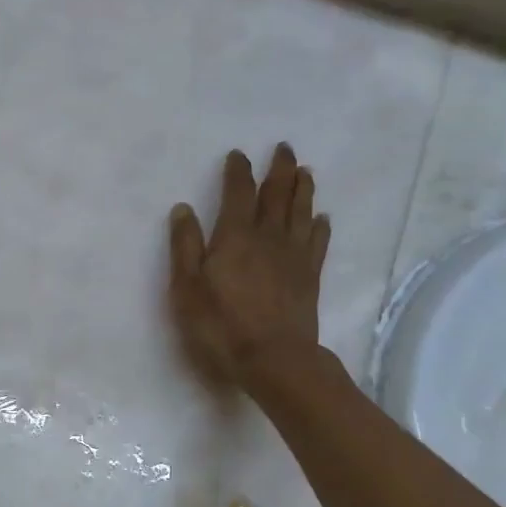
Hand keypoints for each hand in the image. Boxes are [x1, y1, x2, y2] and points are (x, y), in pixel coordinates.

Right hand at [169, 145, 329, 389]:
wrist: (273, 358)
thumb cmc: (221, 324)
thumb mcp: (187, 287)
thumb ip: (185, 246)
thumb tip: (183, 208)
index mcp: (235, 236)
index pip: (238, 193)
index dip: (238, 172)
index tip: (238, 154)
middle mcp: (268, 237)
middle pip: (277, 195)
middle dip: (279, 169)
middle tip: (283, 148)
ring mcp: (294, 256)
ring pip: (301, 212)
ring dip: (302, 189)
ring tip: (304, 171)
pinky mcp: (310, 276)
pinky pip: (317, 242)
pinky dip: (320, 226)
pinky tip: (322, 218)